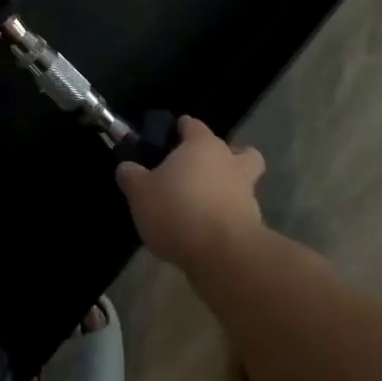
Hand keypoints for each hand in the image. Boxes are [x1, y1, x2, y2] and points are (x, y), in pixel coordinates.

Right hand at [116, 117, 264, 274]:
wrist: (223, 255)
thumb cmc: (177, 210)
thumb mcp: (140, 192)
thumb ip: (131, 176)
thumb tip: (127, 168)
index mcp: (202, 145)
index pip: (194, 125)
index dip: (182, 129)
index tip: (171, 137)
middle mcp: (230, 162)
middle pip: (237, 150)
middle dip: (224, 156)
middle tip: (199, 171)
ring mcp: (247, 193)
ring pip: (243, 182)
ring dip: (228, 189)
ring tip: (202, 206)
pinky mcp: (255, 224)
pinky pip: (241, 212)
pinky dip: (229, 217)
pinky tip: (209, 232)